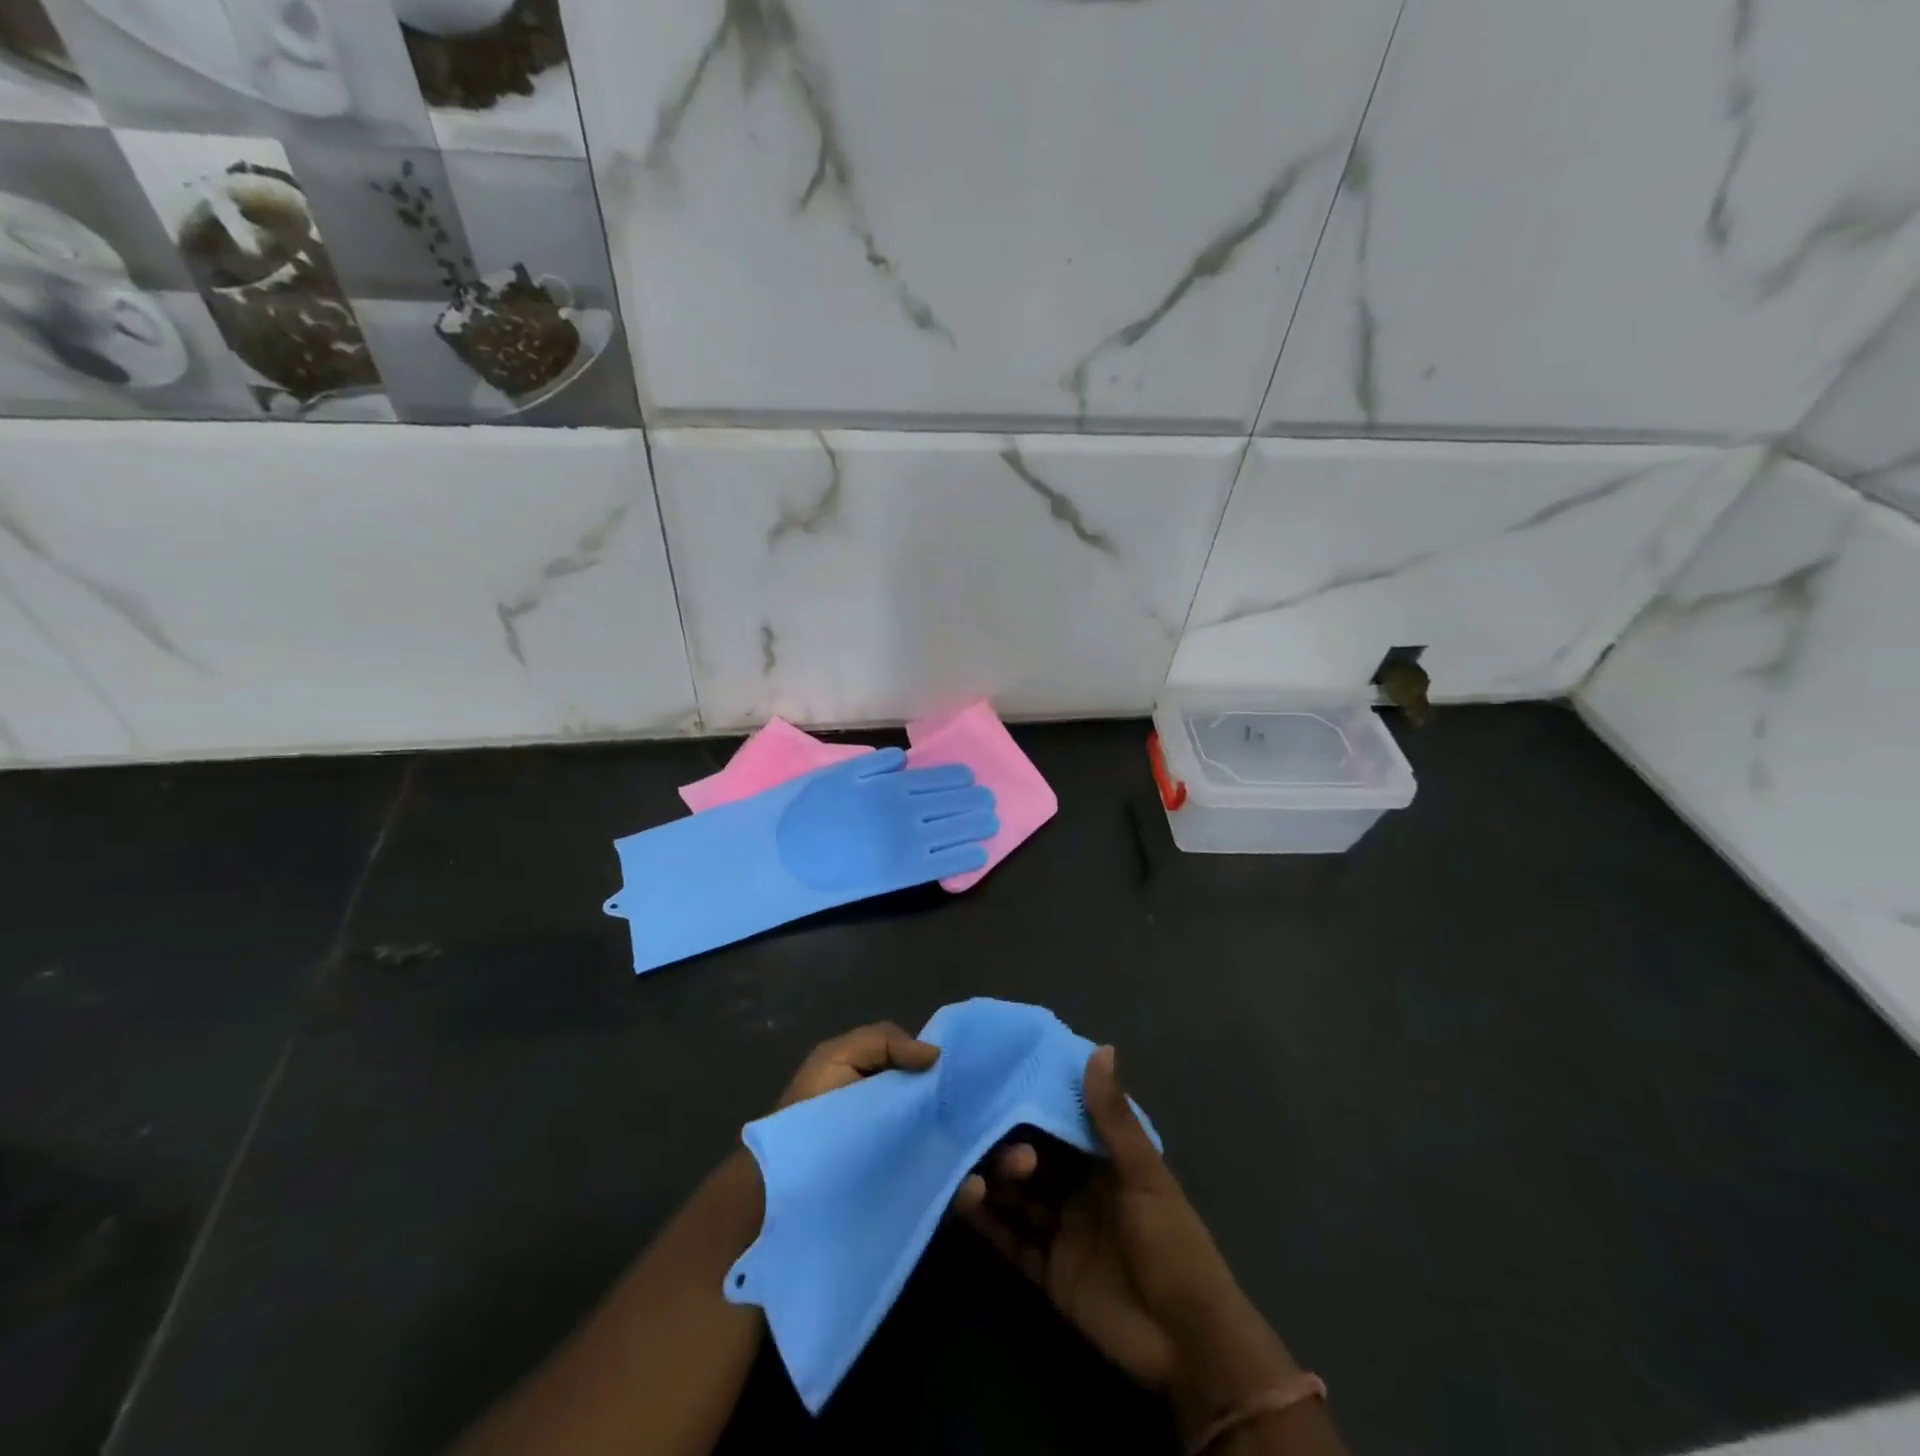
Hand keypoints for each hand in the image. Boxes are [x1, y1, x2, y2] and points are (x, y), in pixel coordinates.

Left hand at [773, 1022, 1037, 1211]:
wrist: (772, 1198)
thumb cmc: (805, 1119)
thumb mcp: (836, 1059)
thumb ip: (882, 1041)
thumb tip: (936, 1055)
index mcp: (899, 1089)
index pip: (947, 1079)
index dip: (975, 1075)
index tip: (1006, 1074)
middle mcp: (913, 1127)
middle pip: (966, 1120)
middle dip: (999, 1121)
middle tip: (1027, 1129)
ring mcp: (914, 1169)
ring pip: (967, 1159)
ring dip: (999, 1159)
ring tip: (1022, 1161)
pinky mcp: (910, 1209)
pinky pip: (946, 1200)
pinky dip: (966, 1193)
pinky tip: (976, 1187)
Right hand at [962, 1047, 1302, 1440]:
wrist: (1187, 1343)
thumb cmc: (1173, 1244)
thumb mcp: (1144, 1176)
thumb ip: (1114, 1117)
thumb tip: (1101, 1048)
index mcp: (1103, 1162)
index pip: (1059, 1124)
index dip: (1032, 1105)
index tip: (996, 1079)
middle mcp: (1077, 1189)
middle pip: (1032, 1160)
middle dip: (1007, 1146)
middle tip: (984, 1136)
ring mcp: (1061, 1230)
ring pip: (1016, 1198)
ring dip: (992, 1181)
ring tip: (966, 1169)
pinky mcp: (1048, 1271)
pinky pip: (1010, 1241)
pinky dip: (986, 1224)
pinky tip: (963, 1202)